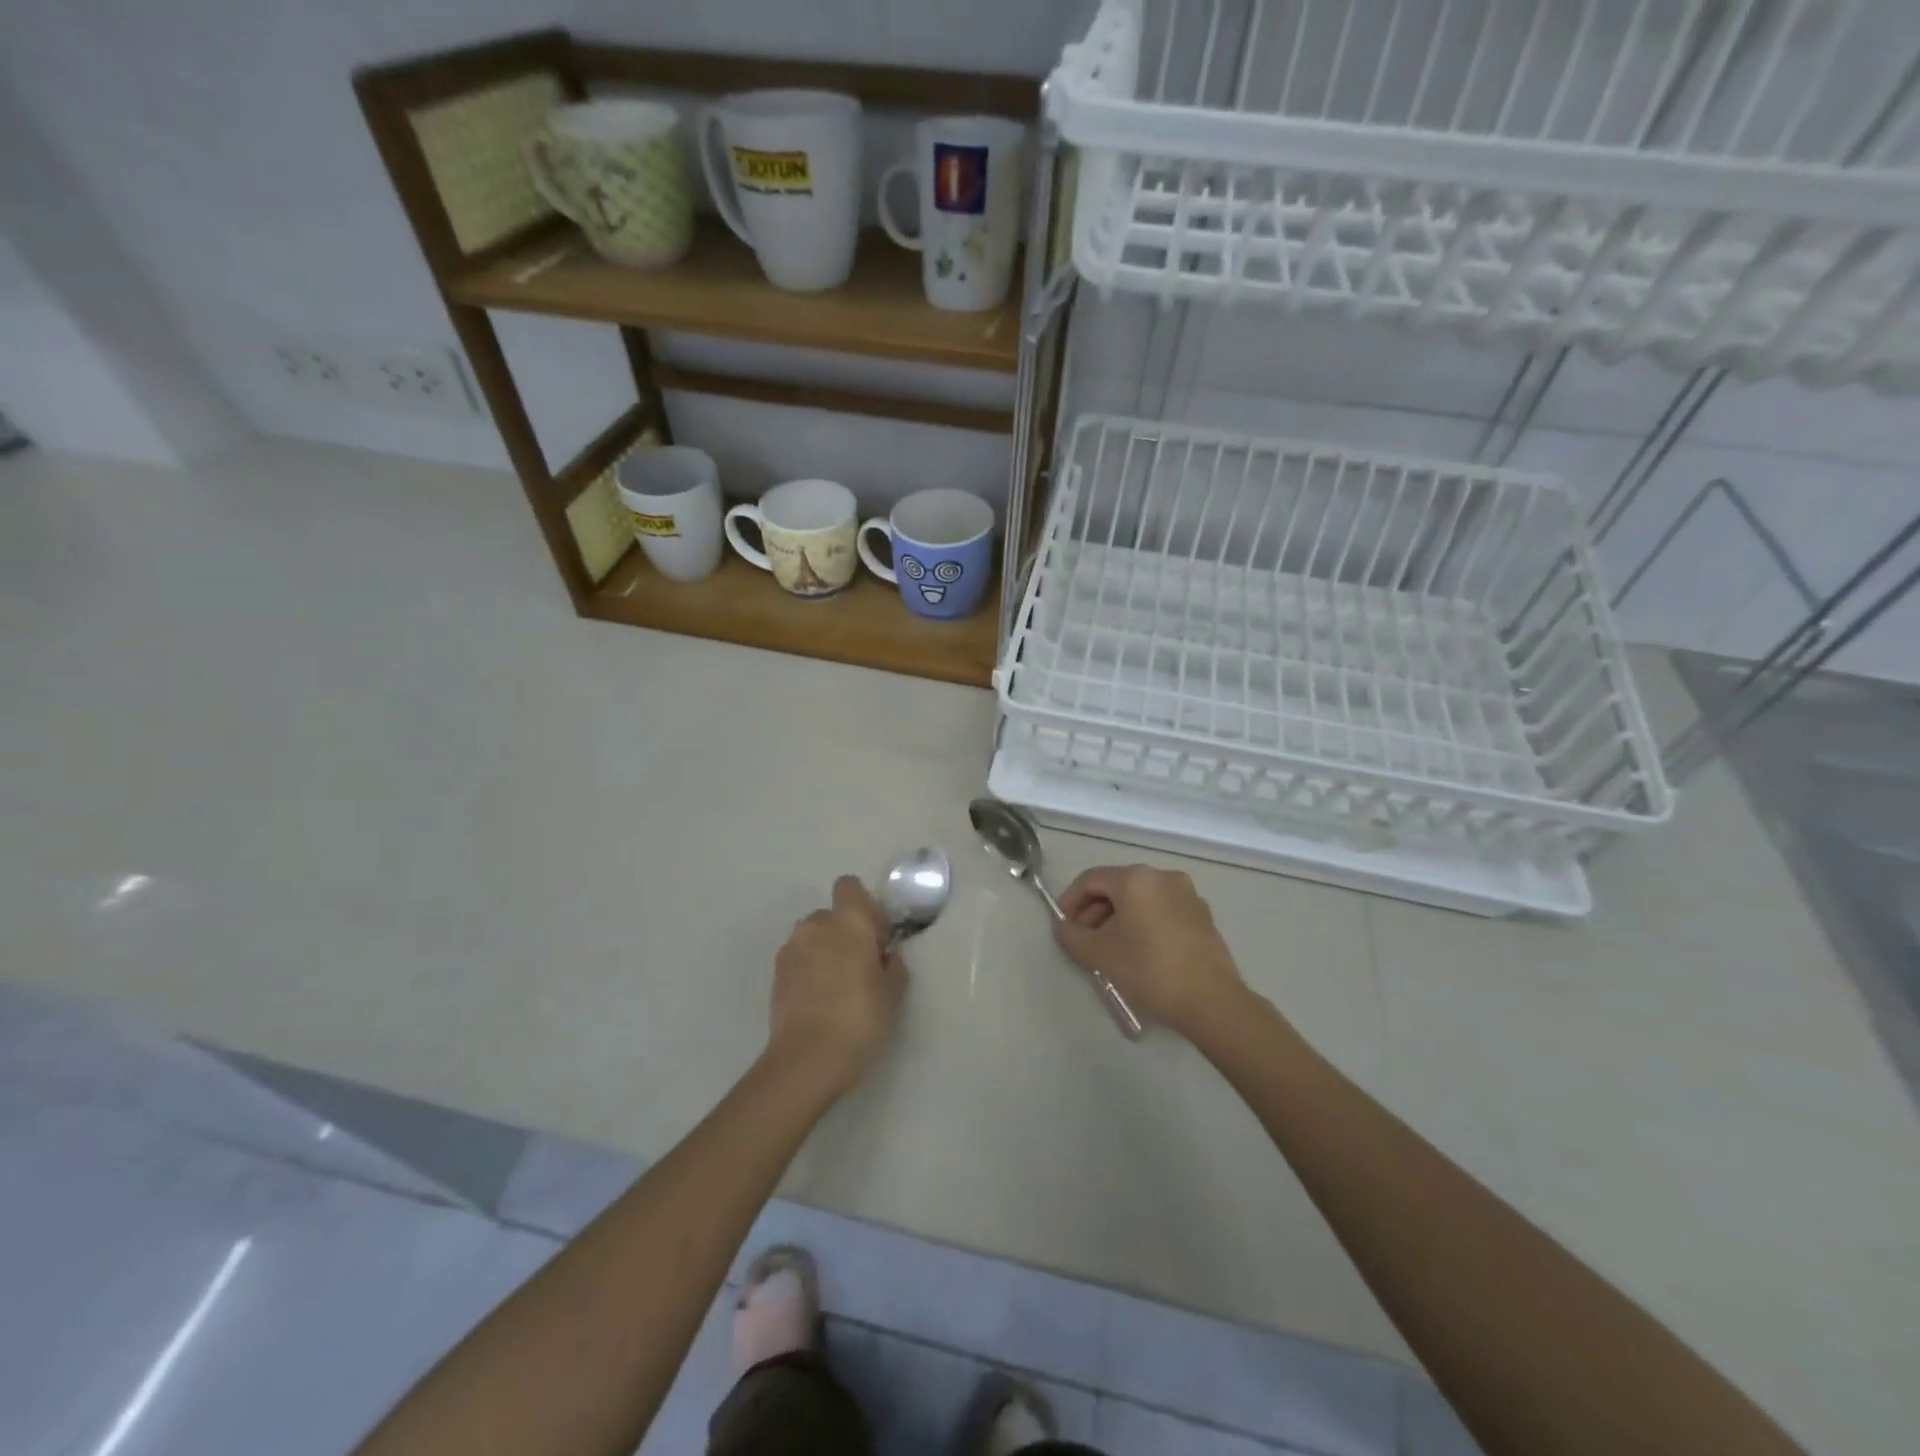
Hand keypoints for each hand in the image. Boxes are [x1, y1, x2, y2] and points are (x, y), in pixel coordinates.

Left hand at [768, 876, 906, 1094]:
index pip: (849, 886)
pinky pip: (798, 960)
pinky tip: (819, 1002)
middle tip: (859, 967)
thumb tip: (884, 955)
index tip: (875, 936)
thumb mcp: (893, 992)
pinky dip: (808, 972)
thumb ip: (892, 964)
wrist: (807, 1059)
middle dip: (844, 933)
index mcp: (848, 920)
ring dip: (824, 952)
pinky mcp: (775, 974)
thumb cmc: (860, 1018)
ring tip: (837, 988)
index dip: (864, 907)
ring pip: (812, 938)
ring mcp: (791, 949)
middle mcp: (816, 925)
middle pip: (831, 915)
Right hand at [1053, 866, 1248, 1039]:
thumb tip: (1064, 927)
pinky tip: (1139, 952)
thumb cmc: (1149, 970)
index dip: (1070, 900)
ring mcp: (1187, 894)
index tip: (1062, 926)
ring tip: (1109, 949)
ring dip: (1118, 918)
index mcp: (1136, 878)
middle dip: (1094, 911)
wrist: (1211, 1001)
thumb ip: (1072, 936)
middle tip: (1083, 940)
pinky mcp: (1202, 915)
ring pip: (1140, 899)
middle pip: (1117, 886)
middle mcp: (1163, 876)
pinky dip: (1143, 923)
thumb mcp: (1099, 954)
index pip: (1091, 879)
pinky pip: (1161, 910)